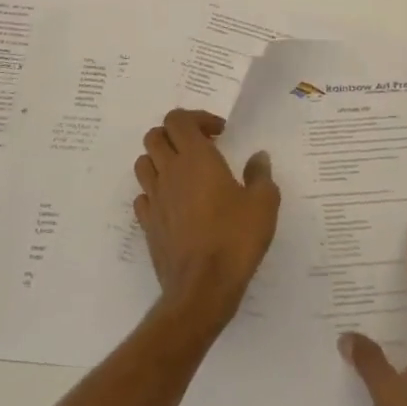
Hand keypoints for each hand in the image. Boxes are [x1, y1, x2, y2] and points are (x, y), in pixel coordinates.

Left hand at [133, 109, 279, 334]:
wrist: (203, 287)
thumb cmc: (235, 238)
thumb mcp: (263, 203)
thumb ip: (260, 174)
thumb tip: (258, 157)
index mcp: (196, 158)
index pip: (178, 119)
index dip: (197, 118)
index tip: (219, 133)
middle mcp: (169, 172)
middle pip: (155, 136)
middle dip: (175, 134)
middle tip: (200, 147)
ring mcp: (154, 198)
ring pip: (143, 163)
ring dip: (160, 159)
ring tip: (184, 172)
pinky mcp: (147, 224)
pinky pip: (143, 196)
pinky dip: (155, 191)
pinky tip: (173, 203)